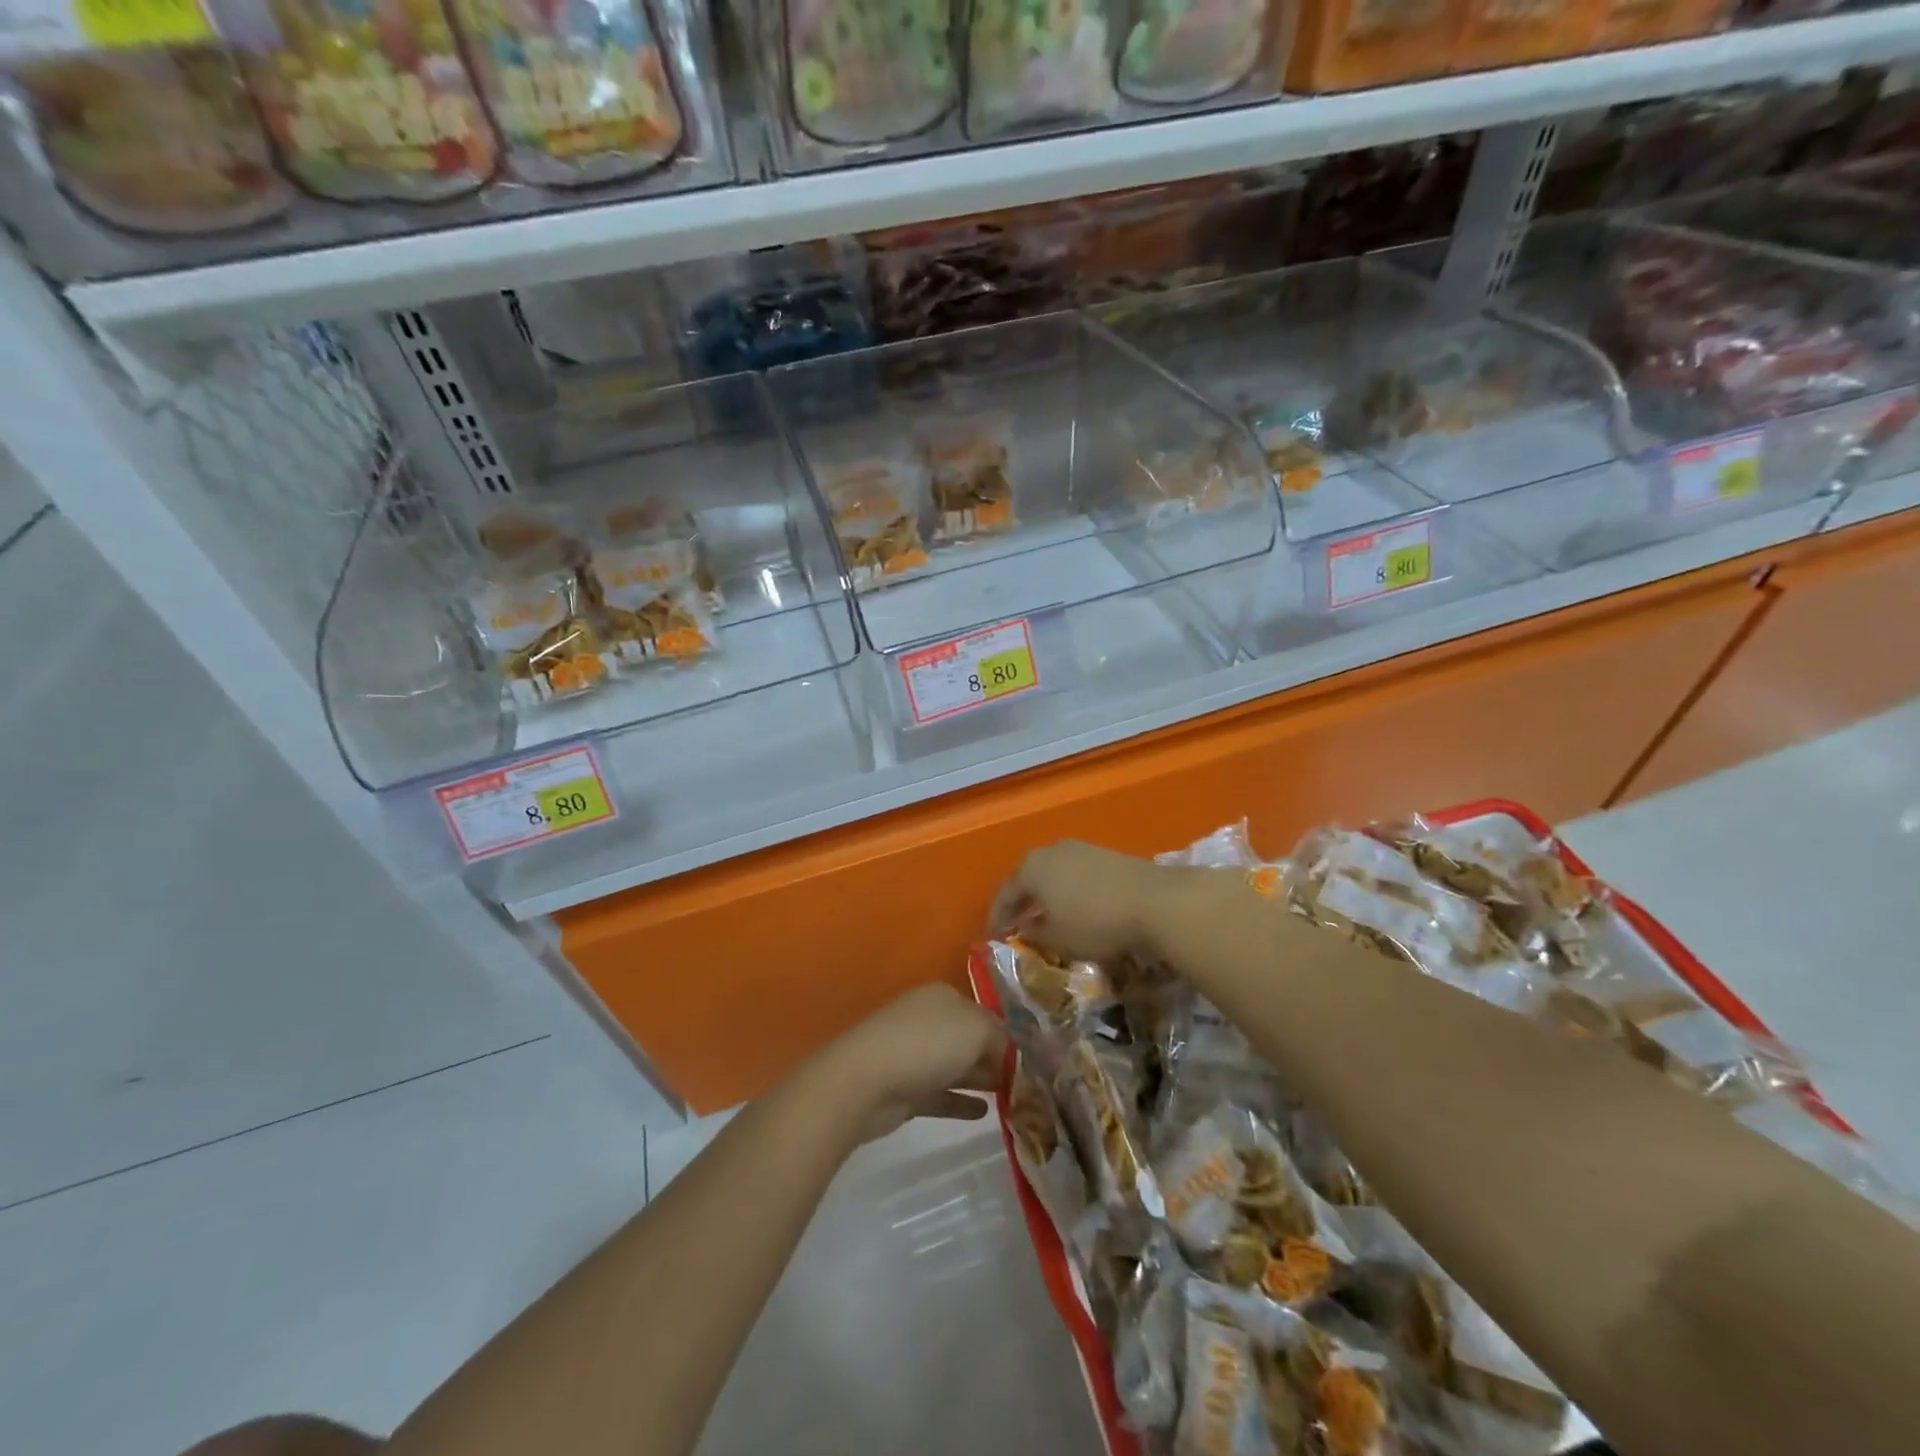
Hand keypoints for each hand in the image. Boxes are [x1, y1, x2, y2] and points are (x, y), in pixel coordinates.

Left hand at [816, 984, 1008, 1143]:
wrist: (865, 1081)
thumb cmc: (926, 1045)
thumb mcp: (976, 1030)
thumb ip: (1000, 1039)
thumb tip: (1009, 1053)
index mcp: (944, 997)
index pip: (984, 1013)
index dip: (1007, 1036)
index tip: (1031, 1061)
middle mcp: (929, 1020)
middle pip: (970, 1039)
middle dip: (995, 1058)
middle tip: (1027, 1084)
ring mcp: (914, 1054)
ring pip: (956, 1066)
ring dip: (980, 1079)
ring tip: (1012, 1098)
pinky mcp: (906, 1089)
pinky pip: (941, 1094)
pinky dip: (961, 1102)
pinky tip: (985, 1113)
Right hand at [991, 840, 1185, 963]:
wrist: (1154, 900)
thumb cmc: (1095, 923)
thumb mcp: (1058, 939)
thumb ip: (1034, 933)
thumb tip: (1025, 927)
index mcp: (1031, 868)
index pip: (1005, 894)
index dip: (998, 917)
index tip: (994, 936)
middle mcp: (1051, 851)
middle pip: (1028, 878)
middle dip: (1022, 901)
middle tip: (1018, 923)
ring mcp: (1080, 849)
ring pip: (1053, 873)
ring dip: (1047, 895)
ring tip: (1048, 916)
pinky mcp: (1105, 854)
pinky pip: (1075, 874)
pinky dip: (1069, 890)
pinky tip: (1076, 907)